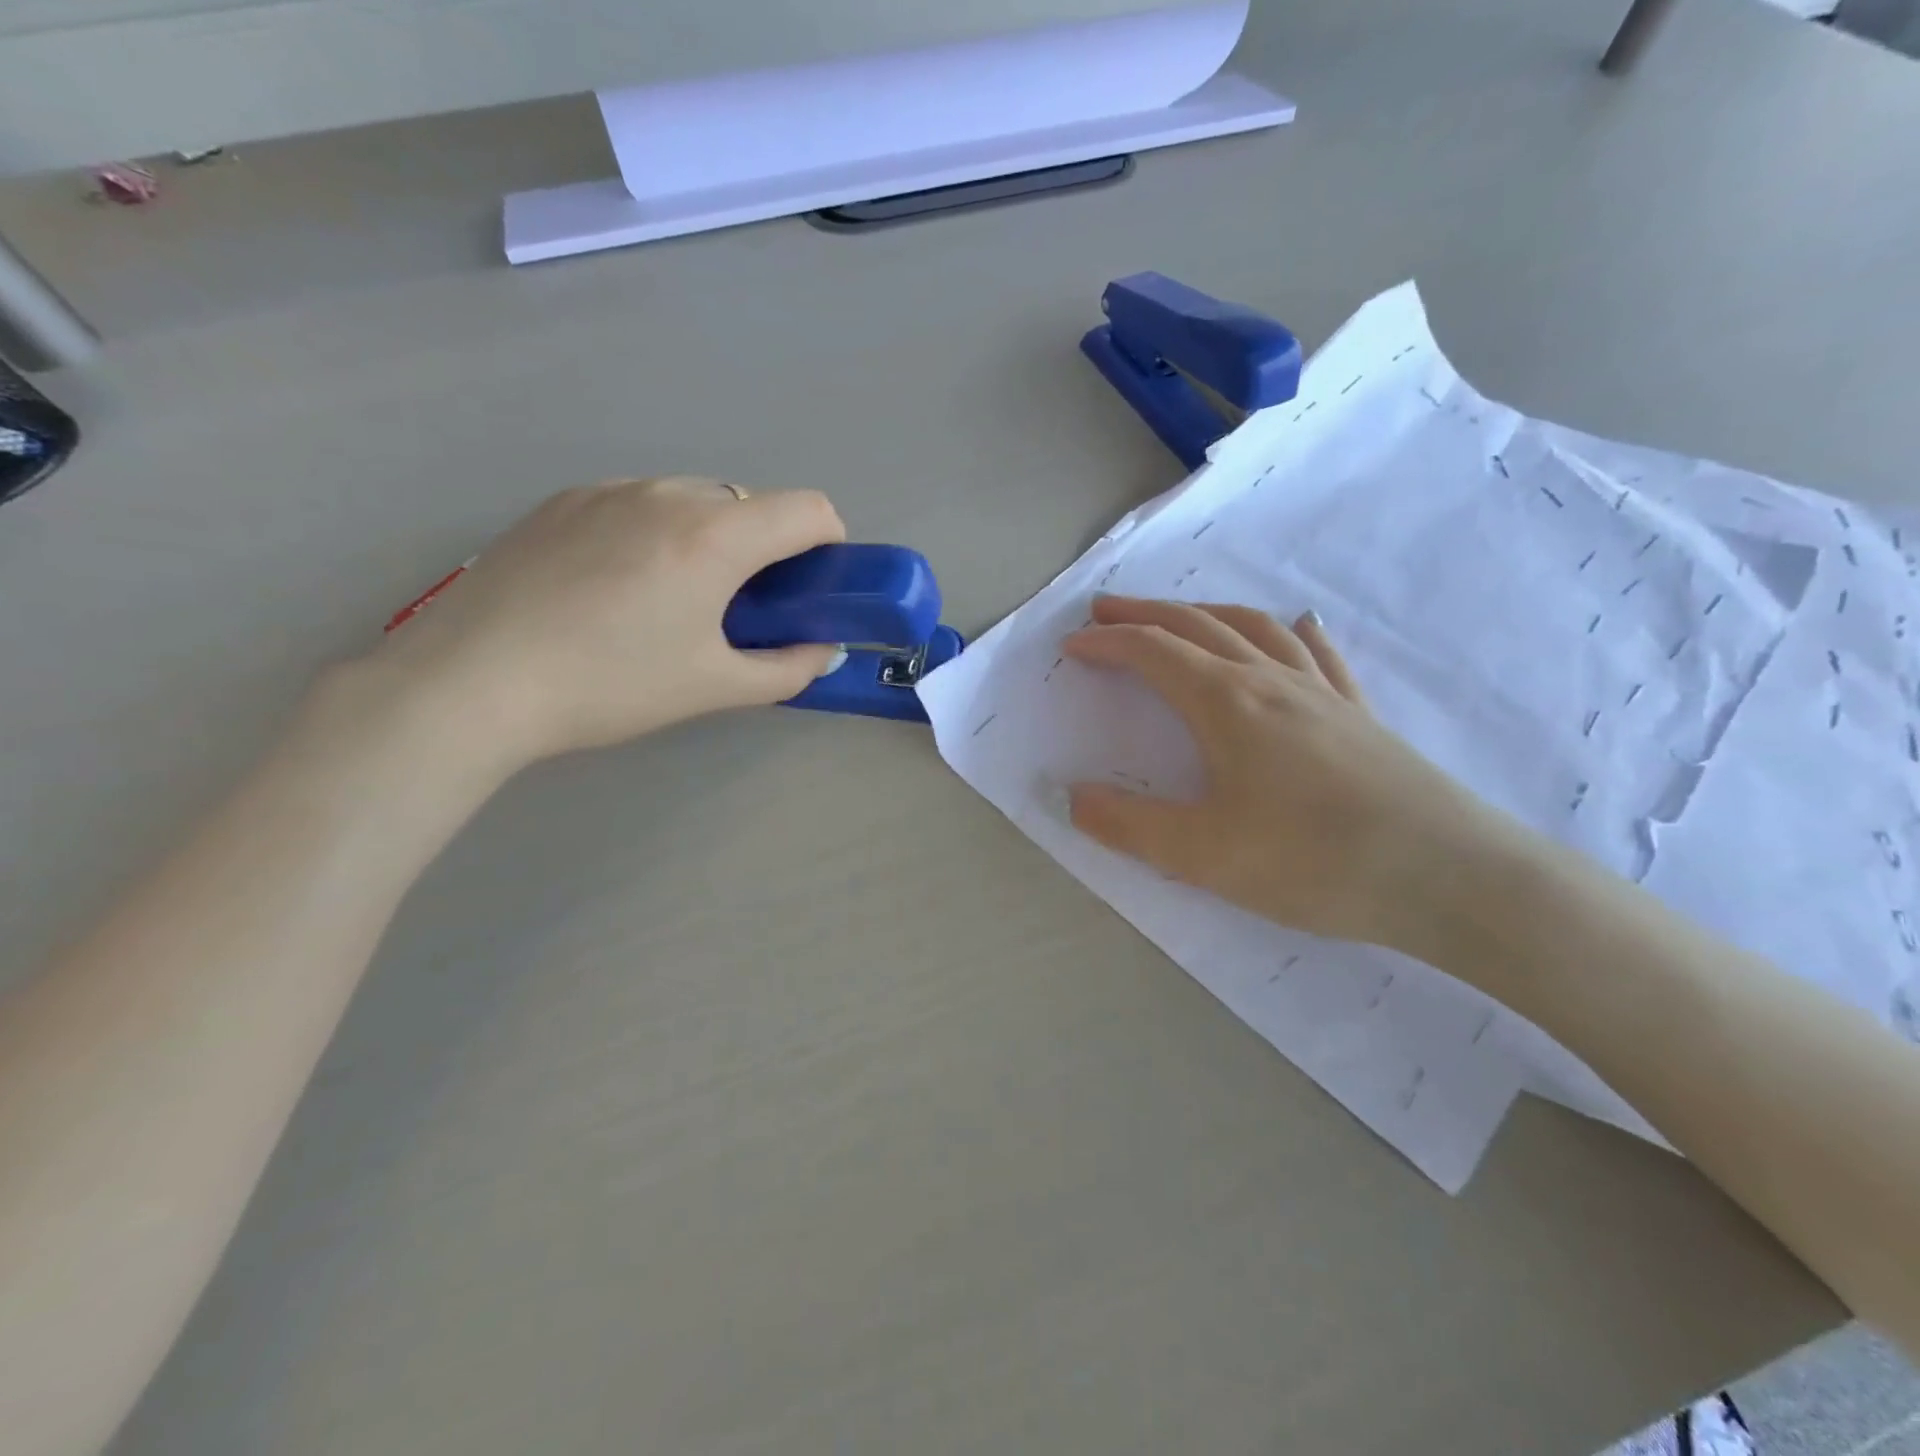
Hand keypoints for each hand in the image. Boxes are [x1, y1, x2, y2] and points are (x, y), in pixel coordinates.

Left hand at [371, 476, 846, 769]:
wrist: (471, 682)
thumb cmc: (610, 686)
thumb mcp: (713, 687)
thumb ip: (788, 669)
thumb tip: (824, 652)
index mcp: (714, 536)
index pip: (808, 509)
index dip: (829, 543)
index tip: (813, 586)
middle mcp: (667, 494)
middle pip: (750, 503)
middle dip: (765, 548)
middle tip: (739, 607)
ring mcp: (609, 490)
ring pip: (692, 499)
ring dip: (709, 538)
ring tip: (671, 600)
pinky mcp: (562, 500)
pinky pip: (638, 503)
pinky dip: (656, 534)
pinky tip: (615, 588)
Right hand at [1063, 596, 1521, 951]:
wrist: (1449, 877)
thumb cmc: (1314, 862)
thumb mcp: (1202, 854)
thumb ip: (1127, 825)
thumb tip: (1070, 796)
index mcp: (1227, 704)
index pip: (1153, 653)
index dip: (1107, 644)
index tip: (1071, 646)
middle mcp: (1270, 681)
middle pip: (1197, 626)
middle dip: (1145, 613)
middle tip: (1105, 611)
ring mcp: (1321, 692)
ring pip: (1254, 628)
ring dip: (1205, 613)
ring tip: (1179, 616)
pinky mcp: (1358, 714)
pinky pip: (1316, 654)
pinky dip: (1288, 631)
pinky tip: (1295, 626)